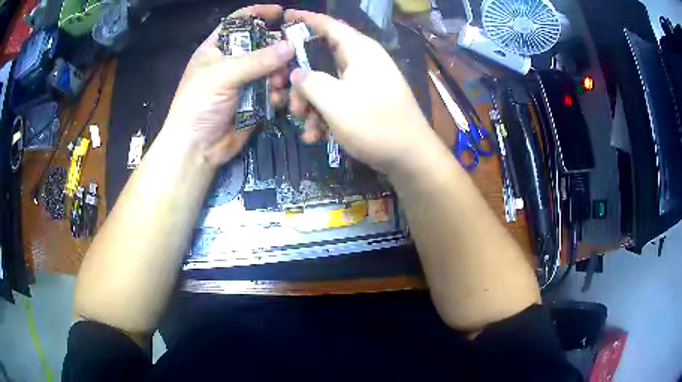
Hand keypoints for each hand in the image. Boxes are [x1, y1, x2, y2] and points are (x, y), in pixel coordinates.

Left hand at [163, 5, 293, 166]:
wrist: (197, 148)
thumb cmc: (199, 104)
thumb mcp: (223, 75)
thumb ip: (257, 60)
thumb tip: (290, 46)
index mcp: (216, 49)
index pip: (238, 22)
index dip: (257, 13)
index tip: (280, 12)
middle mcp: (231, 62)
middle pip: (261, 45)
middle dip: (276, 49)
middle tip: (291, 55)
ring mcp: (244, 82)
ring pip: (271, 68)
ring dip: (280, 74)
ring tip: (280, 84)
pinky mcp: (254, 101)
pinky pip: (273, 90)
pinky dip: (279, 93)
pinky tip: (278, 99)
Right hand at [286, 10, 435, 175]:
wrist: (410, 158)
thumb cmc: (374, 124)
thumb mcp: (334, 102)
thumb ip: (309, 82)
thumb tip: (296, 73)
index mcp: (359, 50)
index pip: (327, 25)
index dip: (304, 19)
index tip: (283, 18)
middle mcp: (362, 60)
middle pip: (320, 57)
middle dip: (299, 79)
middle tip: (285, 101)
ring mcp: (365, 81)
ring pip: (326, 82)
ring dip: (310, 103)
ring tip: (306, 126)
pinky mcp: (365, 100)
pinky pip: (338, 98)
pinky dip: (324, 114)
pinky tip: (317, 135)